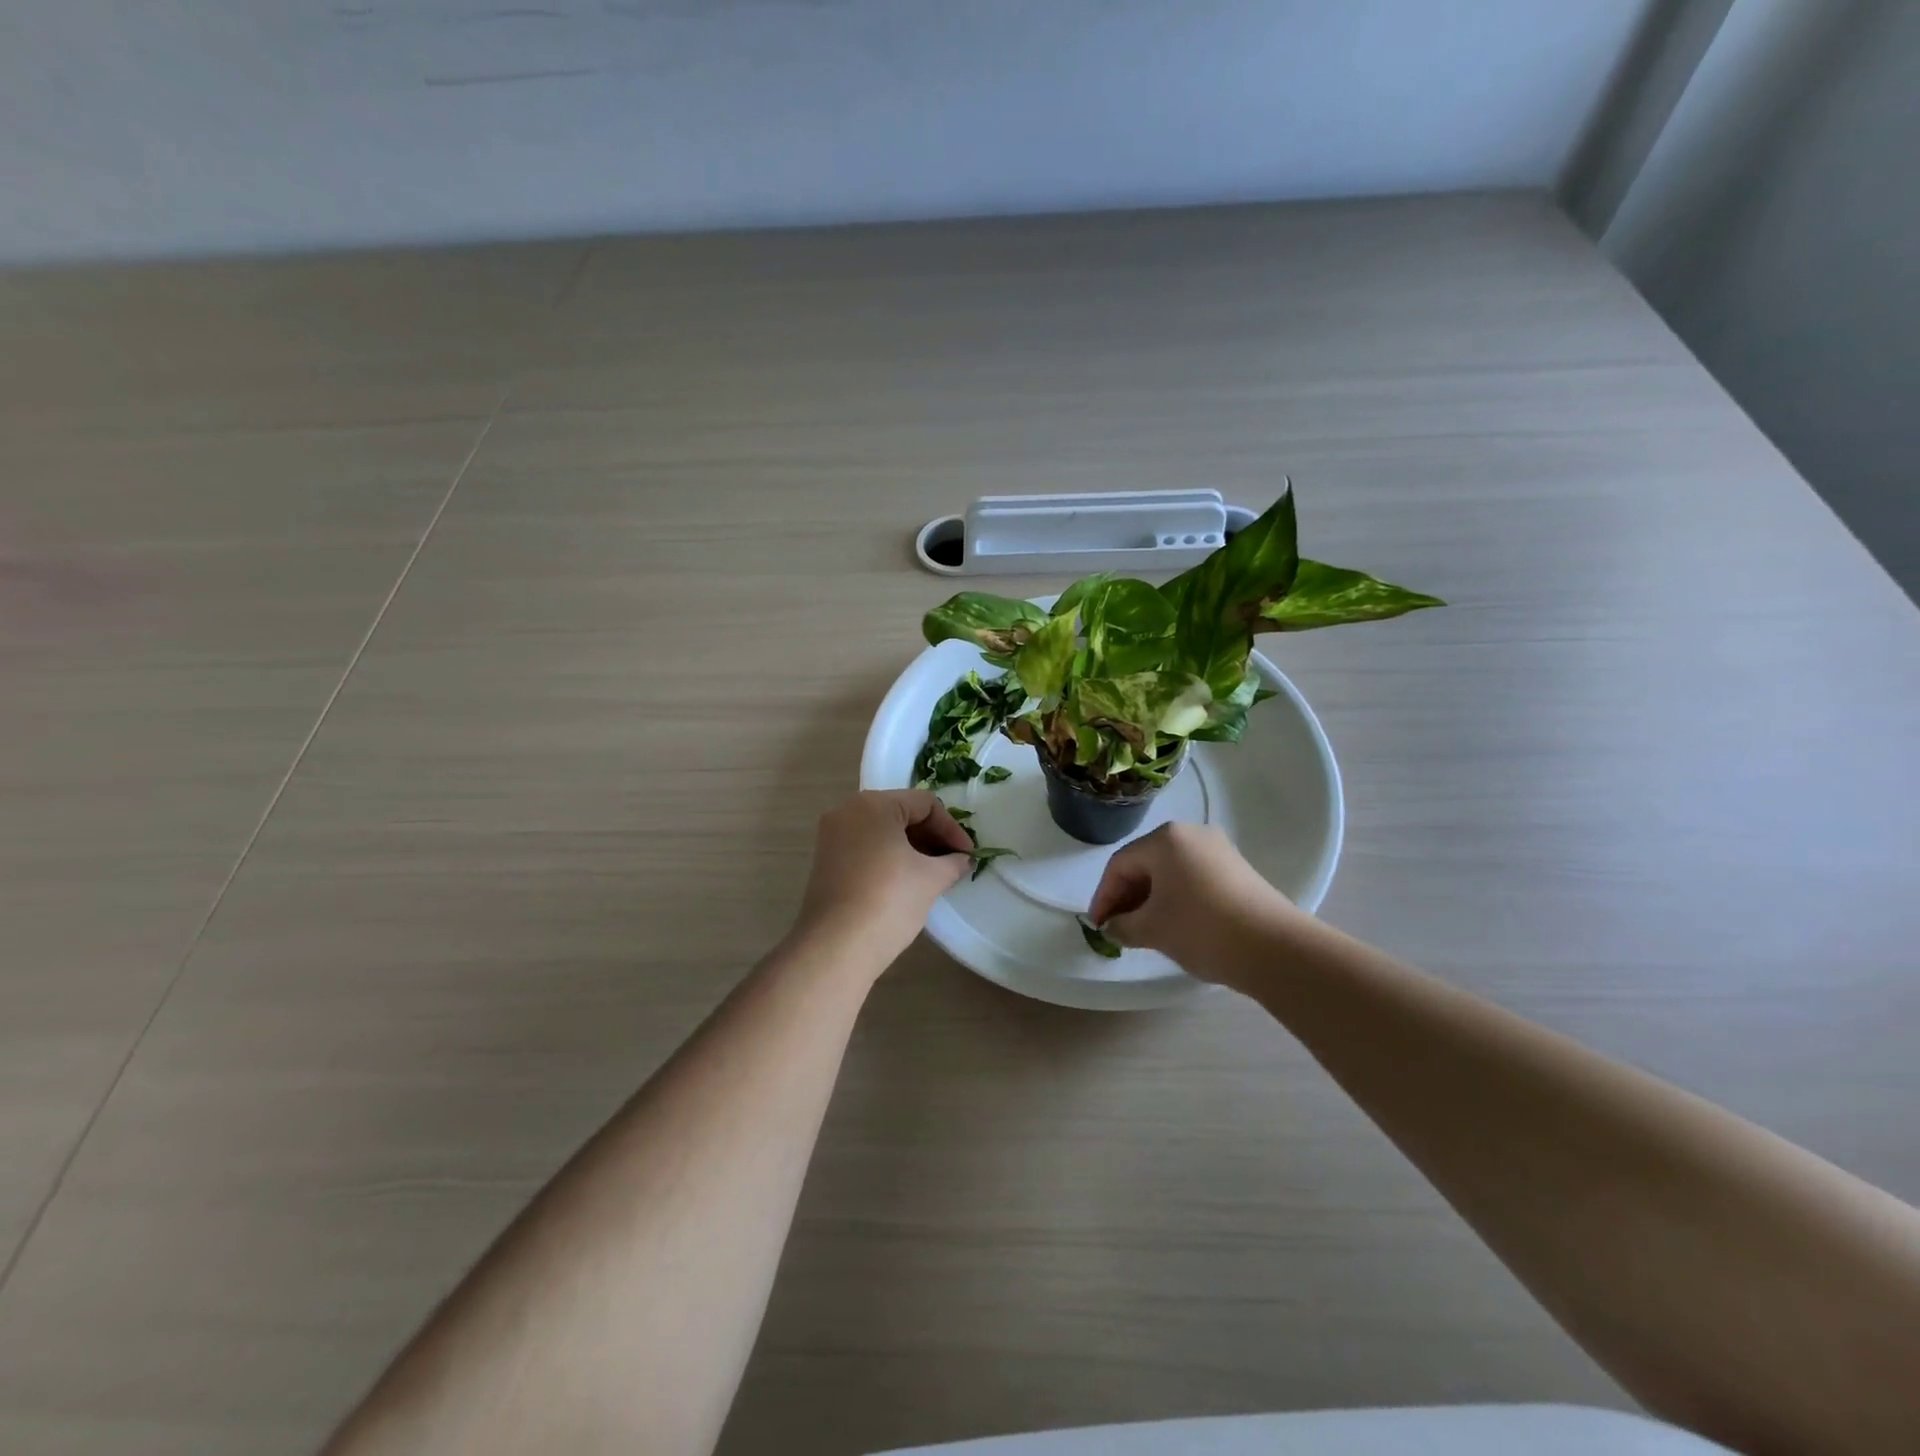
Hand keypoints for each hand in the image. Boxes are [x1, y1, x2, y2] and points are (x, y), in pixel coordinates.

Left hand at [792, 790, 972, 967]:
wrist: (836, 947)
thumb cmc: (888, 900)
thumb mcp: (931, 878)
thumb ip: (953, 862)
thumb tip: (962, 859)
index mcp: (873, 804)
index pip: (925, 804)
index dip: (951, 828)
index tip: (968, 855)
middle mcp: (848, 811)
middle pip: (901, 813)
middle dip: (932, 836)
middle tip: (954, 862)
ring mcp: (832, 836)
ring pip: (883, 831)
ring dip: (913, 847)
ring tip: (935, 873)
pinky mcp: (827, 860)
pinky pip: (866, 847)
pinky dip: (890, 857)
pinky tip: (908, 880)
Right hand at [1087, 822, 1302, 980]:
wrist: (1275, 948)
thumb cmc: (1202, 929)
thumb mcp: (1152, 930)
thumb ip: (1123, 925)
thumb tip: (1112, 927)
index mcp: (1165, 839)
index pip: (1120, 865)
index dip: (1103, 897)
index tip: (1097, 926)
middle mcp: (1191, 834)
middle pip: (1145, 864)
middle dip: (1127, 897)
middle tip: (1117, 929)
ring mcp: (1218, 850)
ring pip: (1169, 872)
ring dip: (1150, 899)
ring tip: (1143, 930)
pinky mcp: (1237, 870)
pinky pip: (1192, 878)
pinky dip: (1176, 898)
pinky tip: (1174, 925)